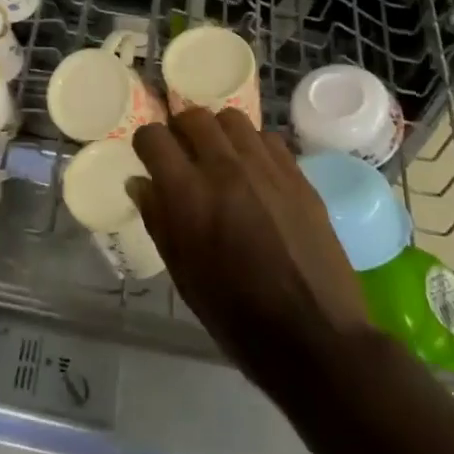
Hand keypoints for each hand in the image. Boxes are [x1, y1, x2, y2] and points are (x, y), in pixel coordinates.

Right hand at [130, 109, 371, 385]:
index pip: (153, 137)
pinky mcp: (298, 176)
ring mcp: (265, 168)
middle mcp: (224, 168)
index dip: (146, 144)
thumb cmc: (235, 315)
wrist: (314, 337)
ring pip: (232, 119)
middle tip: (183, 153)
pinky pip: (268, 139)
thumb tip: (139, 182)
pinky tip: (254, 172)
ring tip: (219, 157)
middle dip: (180, 129)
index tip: (148, 158)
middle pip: (193, 116)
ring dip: (217, 132)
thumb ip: (157, 219)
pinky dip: (253, 146)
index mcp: (187, 193)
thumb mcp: (182, 274)